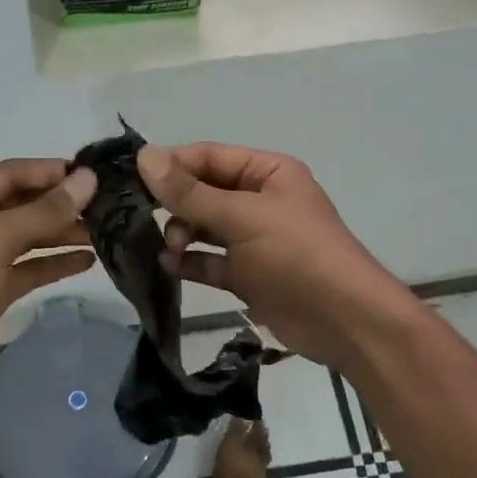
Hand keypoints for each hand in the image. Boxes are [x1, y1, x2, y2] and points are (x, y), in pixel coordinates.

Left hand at [0, 159, 97, 416]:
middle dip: (61, 203)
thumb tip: (87, 179)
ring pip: (28, 237)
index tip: (95, 173)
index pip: (10, 174)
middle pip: (21, 204)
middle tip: (107, 204)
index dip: (51, 171)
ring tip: (105, 231)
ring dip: (62, 233)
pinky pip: (28, 267)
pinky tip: (87, 260)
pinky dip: (54, 263)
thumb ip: (43, 211)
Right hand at [138, 142, 420, 370]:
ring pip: (204, 227)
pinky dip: (191, 262)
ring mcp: (254, 239)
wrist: (344, 321)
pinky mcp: (248, 274)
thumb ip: (189, 192)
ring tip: (170, 249)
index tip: (132, 179)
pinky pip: (210, 261)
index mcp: (267, 172)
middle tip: (144, 219)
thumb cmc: (296, 255)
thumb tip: (144, 156)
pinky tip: (171, 268)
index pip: (208, 157)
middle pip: (203, 192)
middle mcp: (259, 200)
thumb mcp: (241, 217)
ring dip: (181, 234)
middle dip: (175, 204)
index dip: (171, 165)